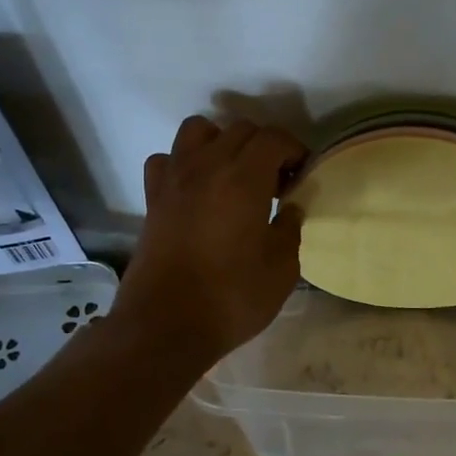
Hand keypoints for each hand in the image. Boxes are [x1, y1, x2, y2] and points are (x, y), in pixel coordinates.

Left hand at [114, 116, 308, 361]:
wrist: (166, 325)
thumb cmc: (232, 297)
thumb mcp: (282, 269)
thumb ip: (290, 229)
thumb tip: (289, 208)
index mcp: (245, 179)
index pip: (274, 138)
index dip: (295, 150)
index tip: (303, 175)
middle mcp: (207, 166)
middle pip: (240, 130)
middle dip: (264, 147)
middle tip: (276, 182)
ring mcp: (175, 179)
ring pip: (198, 130)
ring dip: (222, 142)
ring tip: (234, 174)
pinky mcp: (152, 199)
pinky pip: (167, 160)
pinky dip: (183, 163)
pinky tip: (196, 189)